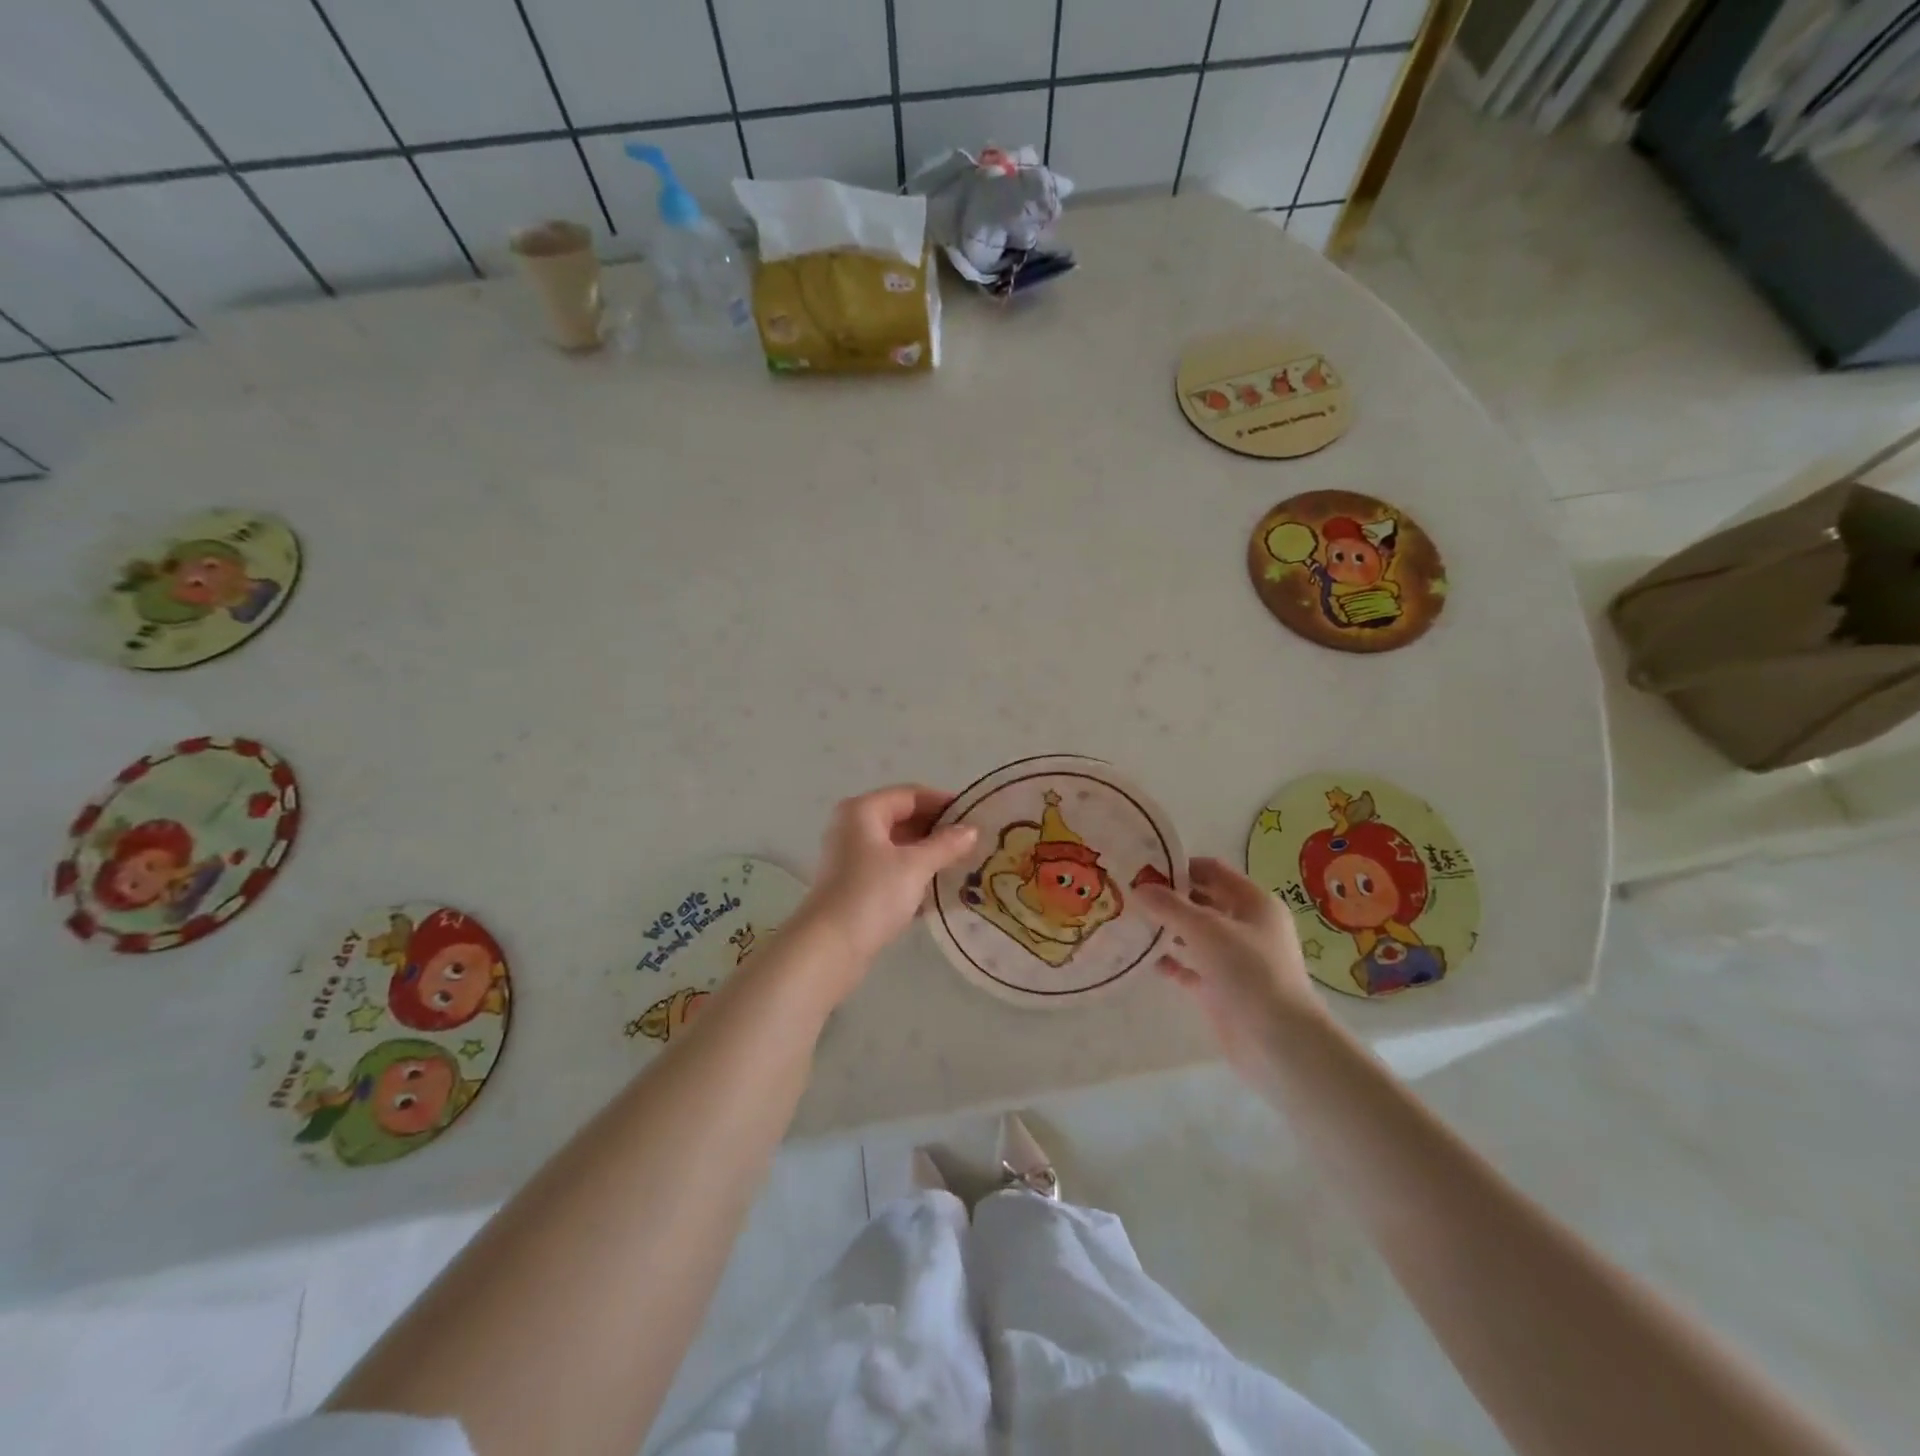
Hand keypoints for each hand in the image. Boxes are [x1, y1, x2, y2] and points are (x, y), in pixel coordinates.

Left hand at [798, 784, 978, 987]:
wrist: (830, 947)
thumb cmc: (872, 894)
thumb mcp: (915, 866)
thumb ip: (945, 844)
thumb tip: (971, 830)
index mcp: (863, 810)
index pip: (911, 794)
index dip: (943, 802)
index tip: (975, 815)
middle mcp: (853, 827)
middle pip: (903, 817)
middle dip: (937, 829)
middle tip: (973, 841)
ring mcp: (851, 857)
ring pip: (897, 845)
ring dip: (927, 853)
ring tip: (962, 863)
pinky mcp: (854, 884)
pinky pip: (890, 868)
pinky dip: (913, 872)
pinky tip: (939, 886)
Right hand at [1134, 858, 1328, 1084]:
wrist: (1279, 1042)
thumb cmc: (1249, 971)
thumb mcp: (1205, 929)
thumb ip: (1169, 906)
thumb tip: (1139, 887)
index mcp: (1254, 902)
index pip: (1212, 870)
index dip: (1180, 866)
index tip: (1143, 867)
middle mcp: (1246, 926)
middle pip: (1202, 901)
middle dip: (1169, 898)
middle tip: (1130, 894)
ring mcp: (1235, 959)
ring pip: (1194, 934)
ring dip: (1166, 929)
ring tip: (1130, 923)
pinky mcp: (1222, 988)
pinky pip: (1191, 967)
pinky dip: (1170, 961)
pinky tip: (1143, 959)